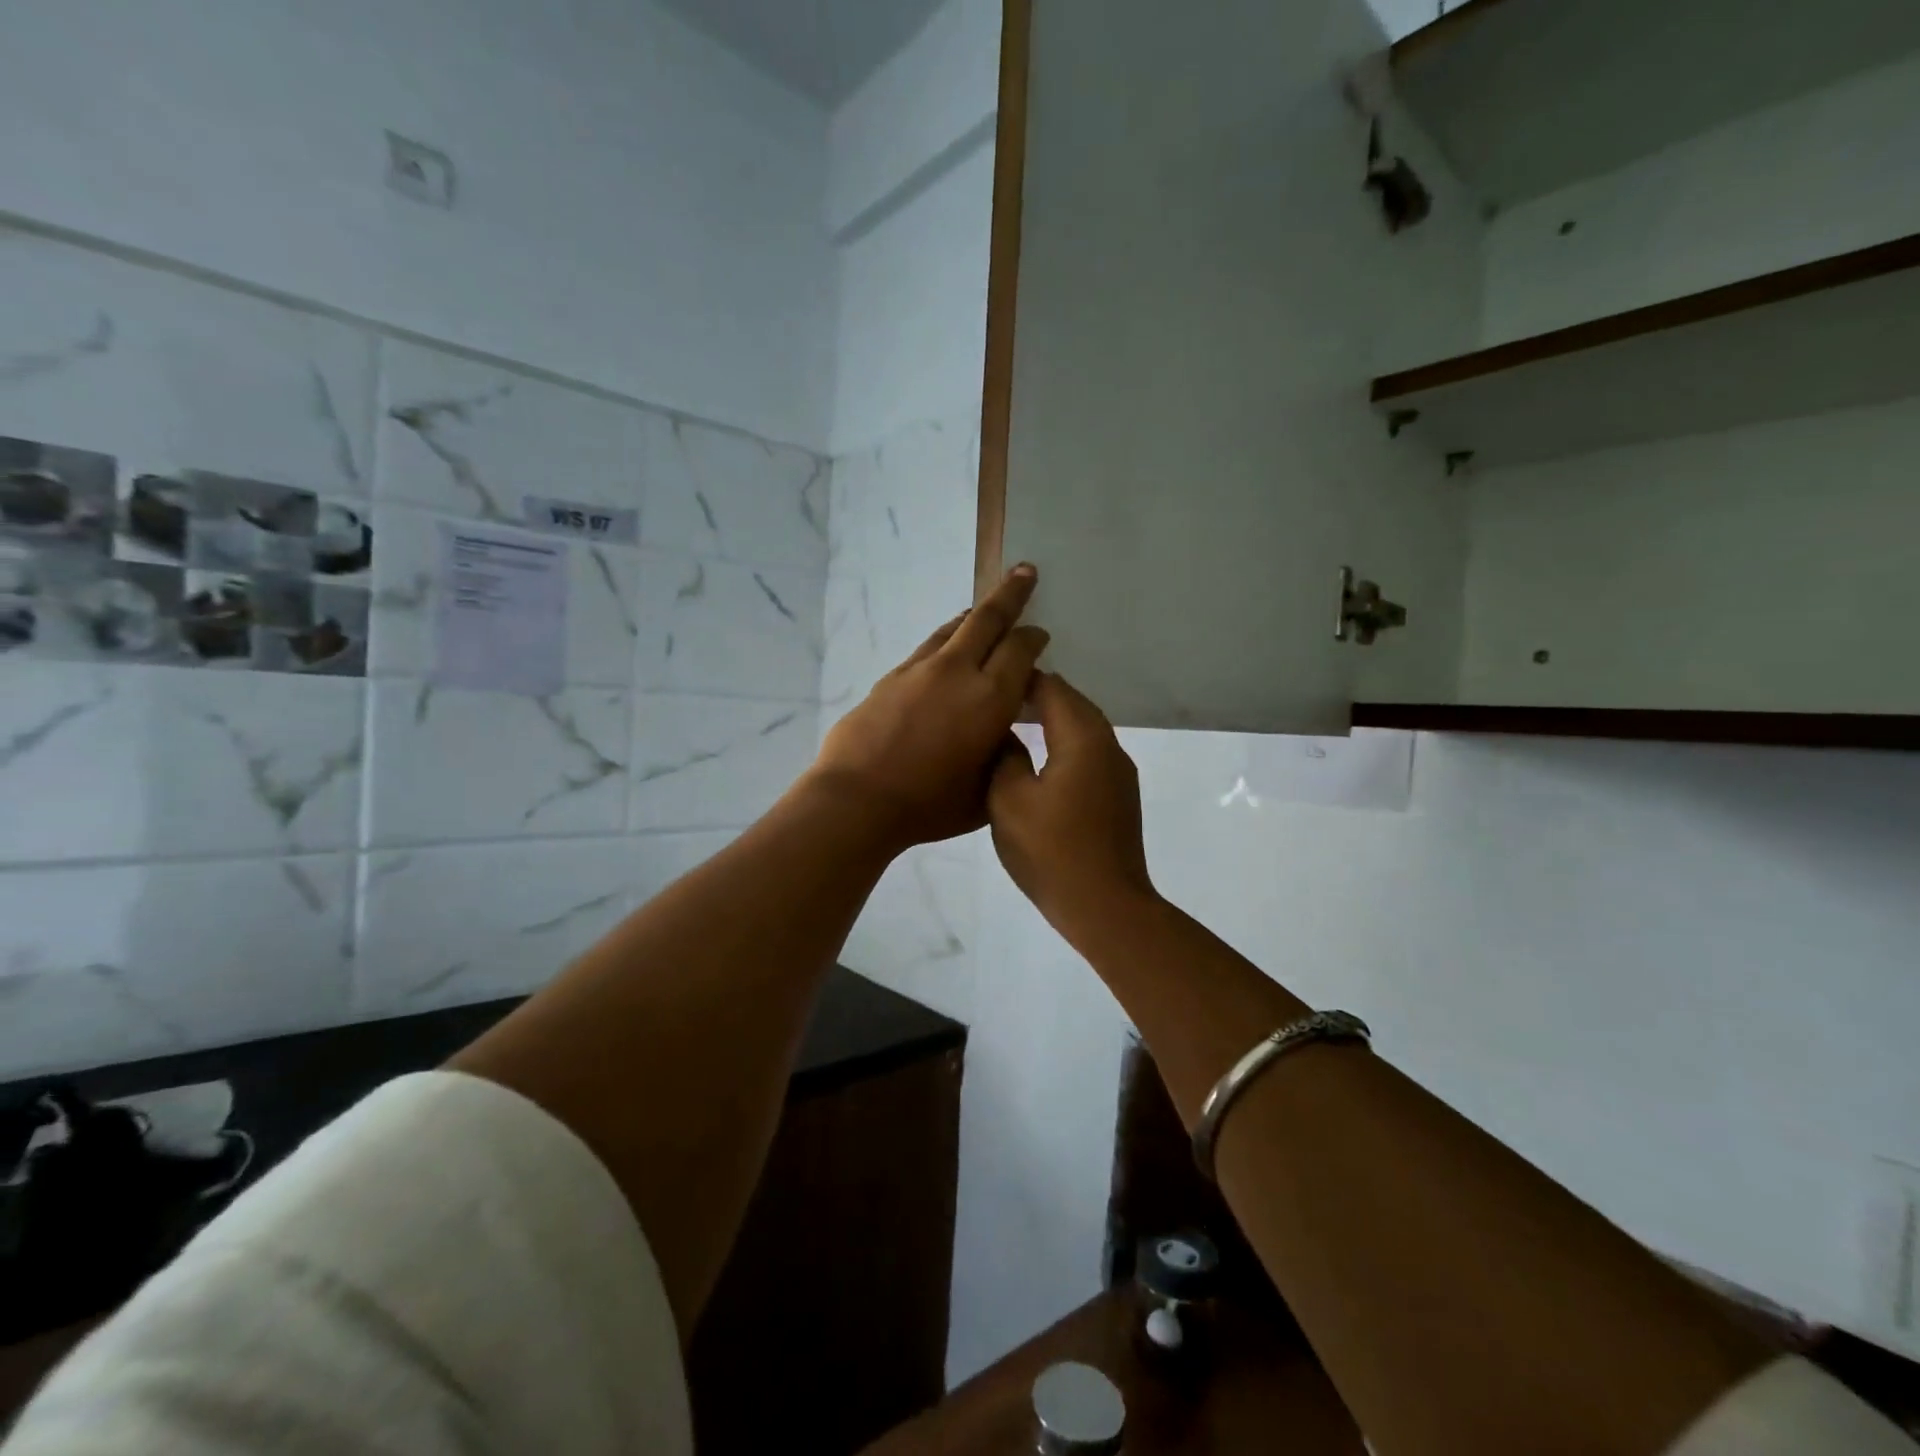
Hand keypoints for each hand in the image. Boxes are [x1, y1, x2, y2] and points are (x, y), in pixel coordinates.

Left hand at [808, 565, 1049, 853]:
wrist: (857, 799)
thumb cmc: (929, 805)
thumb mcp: (986, 791)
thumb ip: (1003, 755)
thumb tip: (1002, 732)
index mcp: (990, 698)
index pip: (1020, 650)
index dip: (1033, 637)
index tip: (1040, 633)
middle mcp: (958, 672)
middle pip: (988, 619)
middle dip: (1011, 592)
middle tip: (1025, 571)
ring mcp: (919, 670)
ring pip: (953, 628)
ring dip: (973, 615)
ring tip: (982, 609)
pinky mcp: (891, 677)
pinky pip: (927, 648)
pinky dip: (944, 640)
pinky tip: (944, 651)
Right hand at [988, 671, 1156, 944]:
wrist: (1105, 906)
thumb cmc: (1051, 851)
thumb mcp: (1008, 800)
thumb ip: (1004, 756)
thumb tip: (1006, 735)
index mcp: (1083, 739)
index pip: (1053, 689)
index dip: (1022, 680)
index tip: (989, 682)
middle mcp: (1108, 746)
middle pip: (1073, 704)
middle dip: (1038, 695)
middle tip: (999, 699)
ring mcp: (1119, 772)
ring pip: (1084, 728)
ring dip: (1053, 720)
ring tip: (1016, 723)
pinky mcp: (1119, 795)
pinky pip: (1090, 753)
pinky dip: (1065, 743)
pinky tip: (1041, 759)